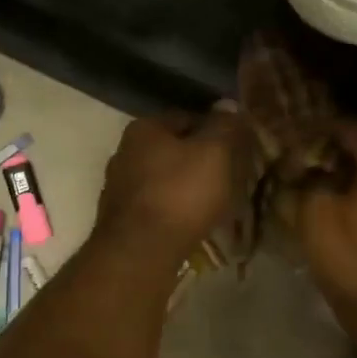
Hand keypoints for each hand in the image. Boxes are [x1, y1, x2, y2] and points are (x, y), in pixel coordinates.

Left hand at [95, 109, 253, 265]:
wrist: (140, 252)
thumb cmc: (181, 194)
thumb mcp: (215, 153)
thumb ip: (225, 126)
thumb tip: (229, 104)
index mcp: (144, 128)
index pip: (188, 117)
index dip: (216, 129)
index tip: (237, 148)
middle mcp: (124, 152)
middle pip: (174, 149)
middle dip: (201, 160)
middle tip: (230, 176)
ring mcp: (119, 188)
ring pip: (165, 179)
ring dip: (188, 186)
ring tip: (215, 202)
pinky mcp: (121, 219)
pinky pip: (157, 205)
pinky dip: (175, 209)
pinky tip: (191, 221)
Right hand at [294, 121, 356, 312]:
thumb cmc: (348, 253)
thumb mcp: (313, 211)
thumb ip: (306, 179)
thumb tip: (302, 168)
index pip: (351, 130)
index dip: (319, 129)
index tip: (295, 133)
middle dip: (333, 154)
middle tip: (302, 160)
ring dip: (348, 177)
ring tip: (317, 184)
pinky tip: (339, 208)